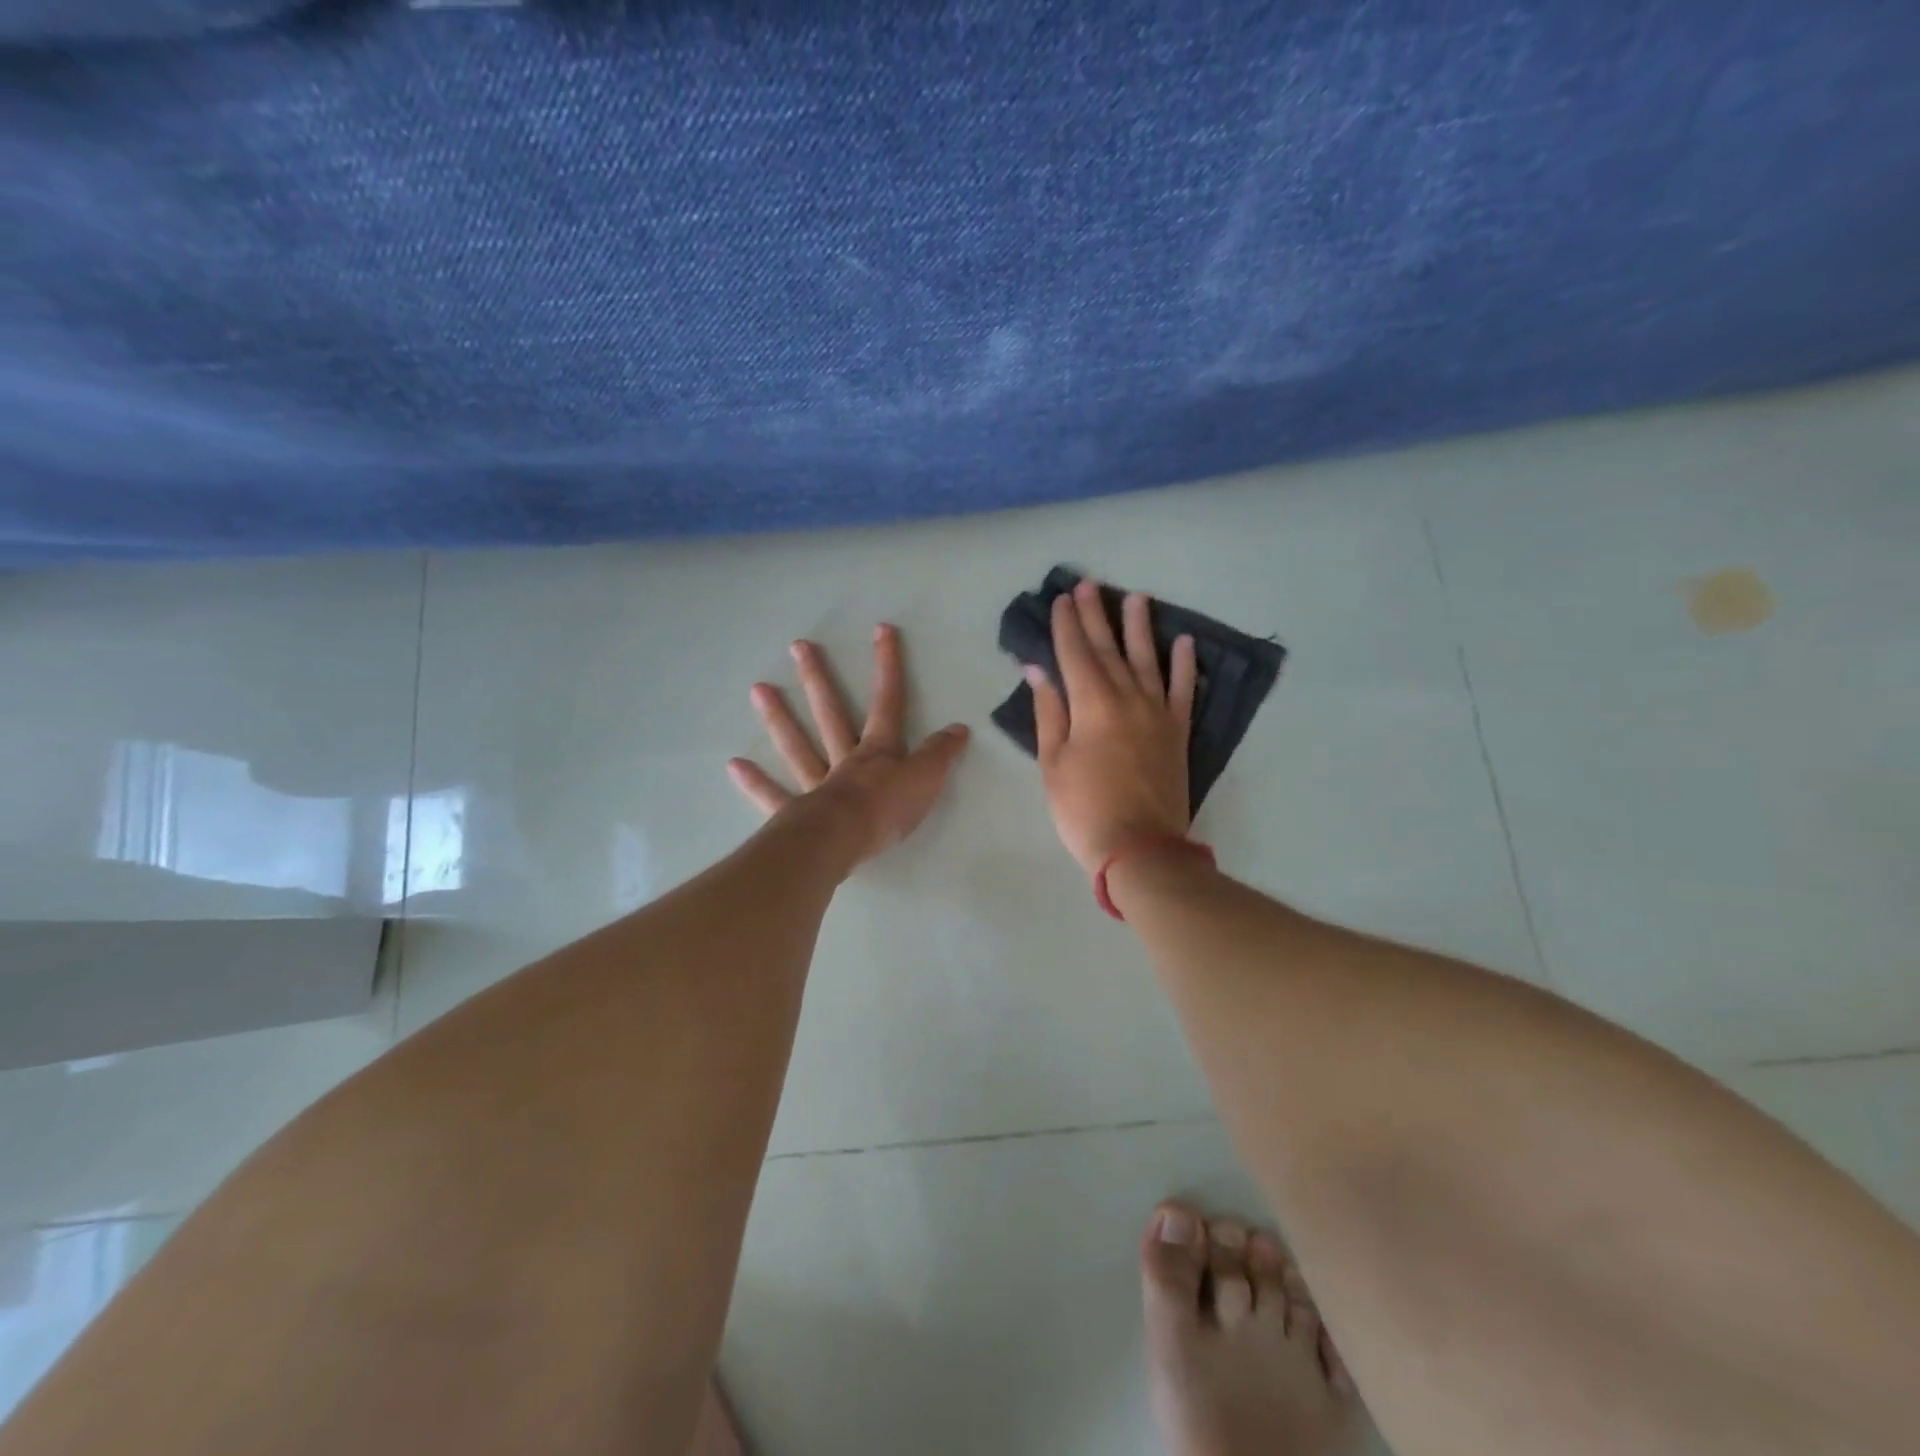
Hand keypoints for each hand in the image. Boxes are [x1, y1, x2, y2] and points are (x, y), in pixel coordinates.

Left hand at [729, 623, 969, 869]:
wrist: (844, 840)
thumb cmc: (888, 809)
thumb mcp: (927, 779)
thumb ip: (940, 754)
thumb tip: (959, 728)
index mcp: (878, 751)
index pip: (888, 701)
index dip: (888, 666)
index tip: (881, 630)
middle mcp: (844, 759)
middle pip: (831, 713)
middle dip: (818, 679)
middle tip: (798, 646)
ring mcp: (816, 784)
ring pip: (797, 745)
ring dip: (779, 718)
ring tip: (758, 689)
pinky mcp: (796, 813)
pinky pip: (773, 795)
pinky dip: (755, 782)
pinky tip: (734, 765)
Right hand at [1029, 579, 1196, 875]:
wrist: (1140, 848)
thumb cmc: (1083, 809)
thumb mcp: (1053, 762)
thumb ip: (1049, 712)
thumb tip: (1038, 670)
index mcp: (1092, 705)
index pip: (1074, 654)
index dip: (1066, 625)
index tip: (1061, 599)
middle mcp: (1127, 698)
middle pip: (1108, 649)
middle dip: (1096, 615)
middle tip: (1089, 584)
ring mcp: (1158, 714)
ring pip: (1148, 660)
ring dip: (1139, 627)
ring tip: (1136, 597)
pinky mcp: (1178, 732)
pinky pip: (1183, 691)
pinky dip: (1184, 666)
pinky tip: (1184, 642)